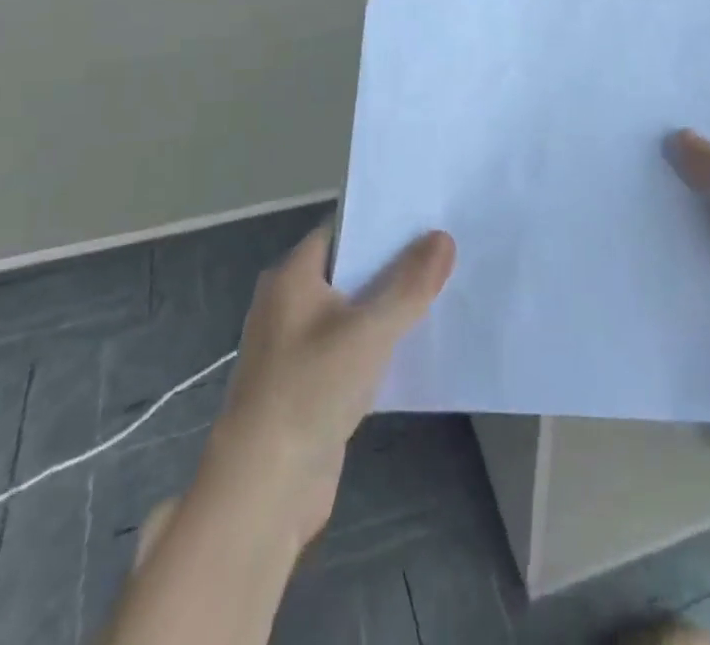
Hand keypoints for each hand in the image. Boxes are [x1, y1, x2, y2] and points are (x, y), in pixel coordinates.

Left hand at [206, 221, 454, 543]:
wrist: (263, 492)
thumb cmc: (309, 390)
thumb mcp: (369, 330)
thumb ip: (410, 283)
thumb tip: (443, 237)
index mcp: (292, 276)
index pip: (342, 230)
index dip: (383, 222)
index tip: (427, 217)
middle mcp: (290, 303)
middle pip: (350, 269)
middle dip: (394, 264)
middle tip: (446, 250)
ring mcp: (298, 347)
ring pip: (354, 311)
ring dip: (390, 306)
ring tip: (442, 289)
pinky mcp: (310, 385)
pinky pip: (353, 348)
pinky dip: (381, 343)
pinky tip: (418, 344)